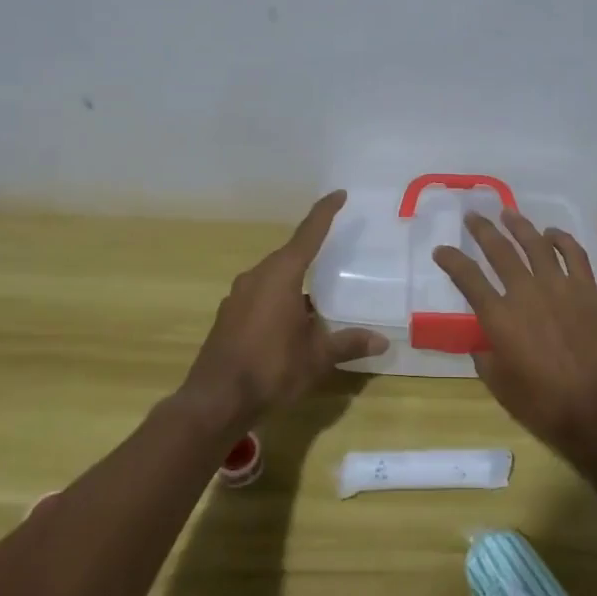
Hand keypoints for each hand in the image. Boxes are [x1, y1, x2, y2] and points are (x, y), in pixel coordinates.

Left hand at [176, 190, 386, 436]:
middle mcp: (257, 277)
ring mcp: (238, 296)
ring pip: (273, 277)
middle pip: (289, 255)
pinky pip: (260, 295)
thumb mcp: (317, 358)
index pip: (308, 234)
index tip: (339, 194)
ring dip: (295, 281)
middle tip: (336, 253)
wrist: (215, 401)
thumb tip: (382, 341)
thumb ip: (348, 344)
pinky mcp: (228, 316)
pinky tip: (291, 322)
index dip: (325, 212)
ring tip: (318, 296)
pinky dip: (279, 299)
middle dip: (312, 253)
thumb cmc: (271, 369)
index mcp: (281, 275)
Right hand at [433, 210, 596, 464]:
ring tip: (508, 213)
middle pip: (499, 250)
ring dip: (519, 225)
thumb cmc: (543, 405)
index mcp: (499, 317)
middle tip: (472, 216)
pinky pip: (573, 254)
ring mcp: (559, 287)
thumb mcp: (499, 385)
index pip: (467, 278)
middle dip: (482, 230)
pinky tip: (551, 233)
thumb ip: (485, 357)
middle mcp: (525, 293)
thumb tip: (483, 341)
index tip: (441, 250)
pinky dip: (562, 239)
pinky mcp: (587, 290)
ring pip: (535, 244)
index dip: (451, 260)